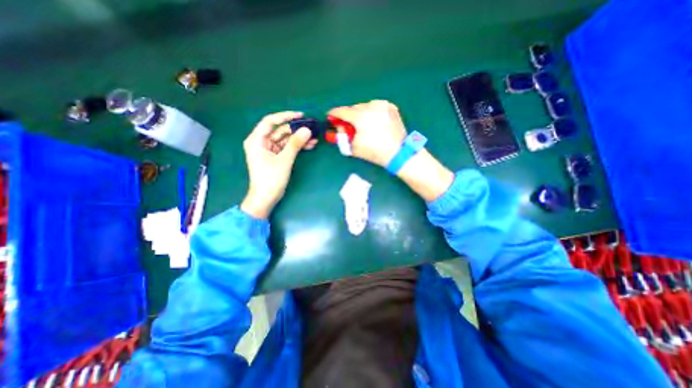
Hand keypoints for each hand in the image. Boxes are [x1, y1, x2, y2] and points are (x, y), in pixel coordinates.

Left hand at [240, 111, 316, 218]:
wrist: (266, 198)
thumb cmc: (271, 179)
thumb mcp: (284, 160)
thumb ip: (295, 144)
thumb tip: (307, 130)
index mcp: (257, 140)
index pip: (270, 121)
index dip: (285, 116)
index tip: (301, 115)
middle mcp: (261, 142)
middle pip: (280, 131)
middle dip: (296, 130)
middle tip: (311, 129)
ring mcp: (269, 150)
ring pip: (285, 139)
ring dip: (299, 139)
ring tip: (314, 138)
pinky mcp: (275, 157)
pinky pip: (287, 148)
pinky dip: (297, 147)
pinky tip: (309, 146)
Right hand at [328, 99, 406, 166]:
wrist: (397, 153)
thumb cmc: (374, 152)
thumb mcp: (354, 147)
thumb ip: (343, 135)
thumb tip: (339, 126)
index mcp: (361, 117)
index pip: (342, 111)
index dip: (334, 113)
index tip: (330, 115)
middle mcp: (371, 106)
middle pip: (354, 108)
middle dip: (349, 116)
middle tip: (348, 124)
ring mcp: (383, 106)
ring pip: (365, 106)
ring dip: (361, 113)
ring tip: (363, 124)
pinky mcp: (391, 108)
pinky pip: (376, 107)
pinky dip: (372, 112)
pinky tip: (374, 121)